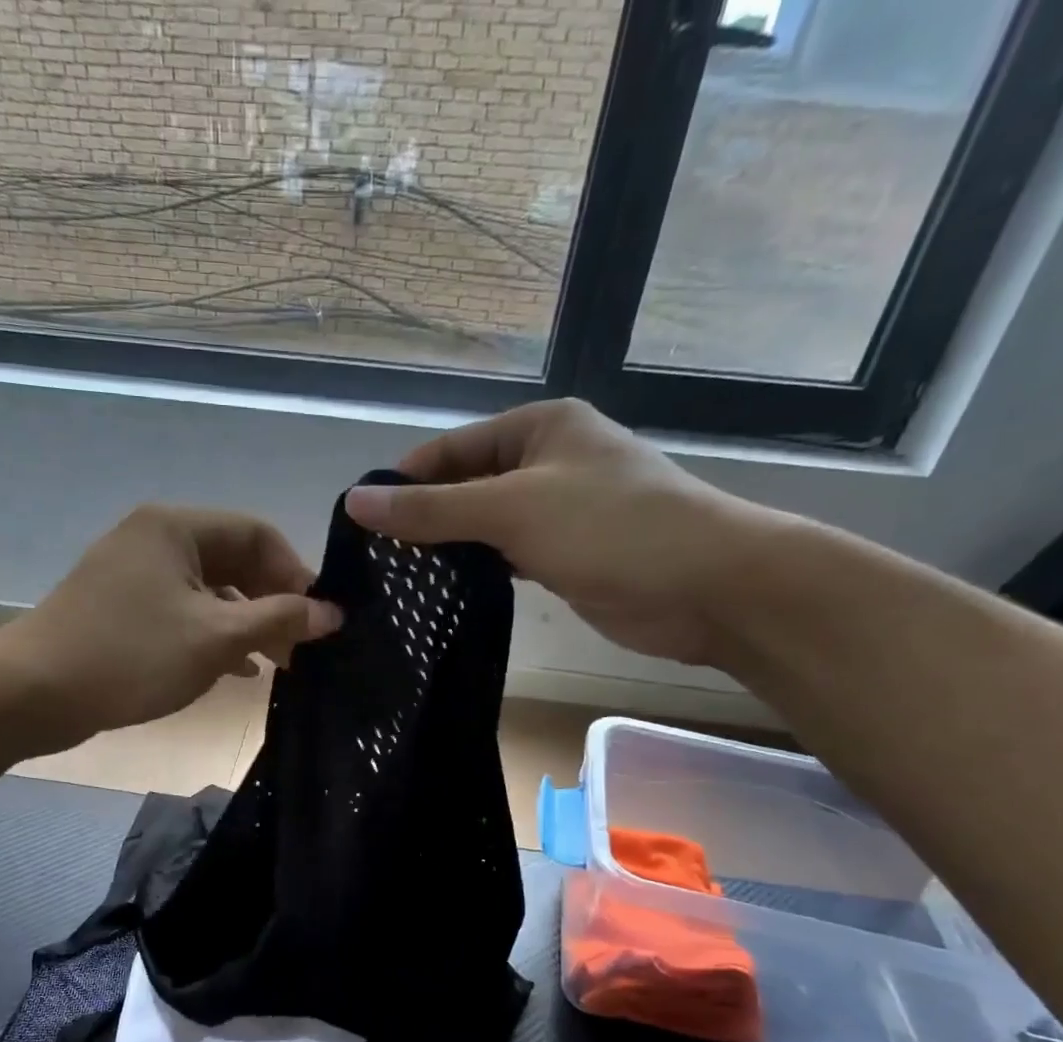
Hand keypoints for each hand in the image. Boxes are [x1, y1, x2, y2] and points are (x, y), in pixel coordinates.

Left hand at [2, 504, 340, 746]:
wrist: (32, 692)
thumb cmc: (131, 656)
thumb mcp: (216, 639)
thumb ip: (279, 620)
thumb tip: (332, 613)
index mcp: (177, 527)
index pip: (258, 534)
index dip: (296, 574)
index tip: (319, 619)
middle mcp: (155, 539)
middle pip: (234, 560)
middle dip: (272, 603)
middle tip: (301, 647)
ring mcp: (135, 573)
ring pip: (210, 590)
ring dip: (246, 624)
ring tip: (275, 664)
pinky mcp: (122, 607)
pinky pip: (183, 611)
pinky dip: (213, 635)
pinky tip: (235, 669)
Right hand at [344, 399, 786, 664]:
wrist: (706, 585)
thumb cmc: (610, 528)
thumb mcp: (512, 509)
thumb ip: (433, 508)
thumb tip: (356, 501)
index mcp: (539, 427)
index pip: (451, 448)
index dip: (405, 481)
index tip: (361, 522)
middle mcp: (549, 461)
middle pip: (467, 486)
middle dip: (425, 518)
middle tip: (376, 560)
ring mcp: (560, 511)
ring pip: (487, 524)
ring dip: (451, 547)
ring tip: (399, 579)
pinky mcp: (568, 555)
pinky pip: (509, 555)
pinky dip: (480, 570)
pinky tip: (447, 592)